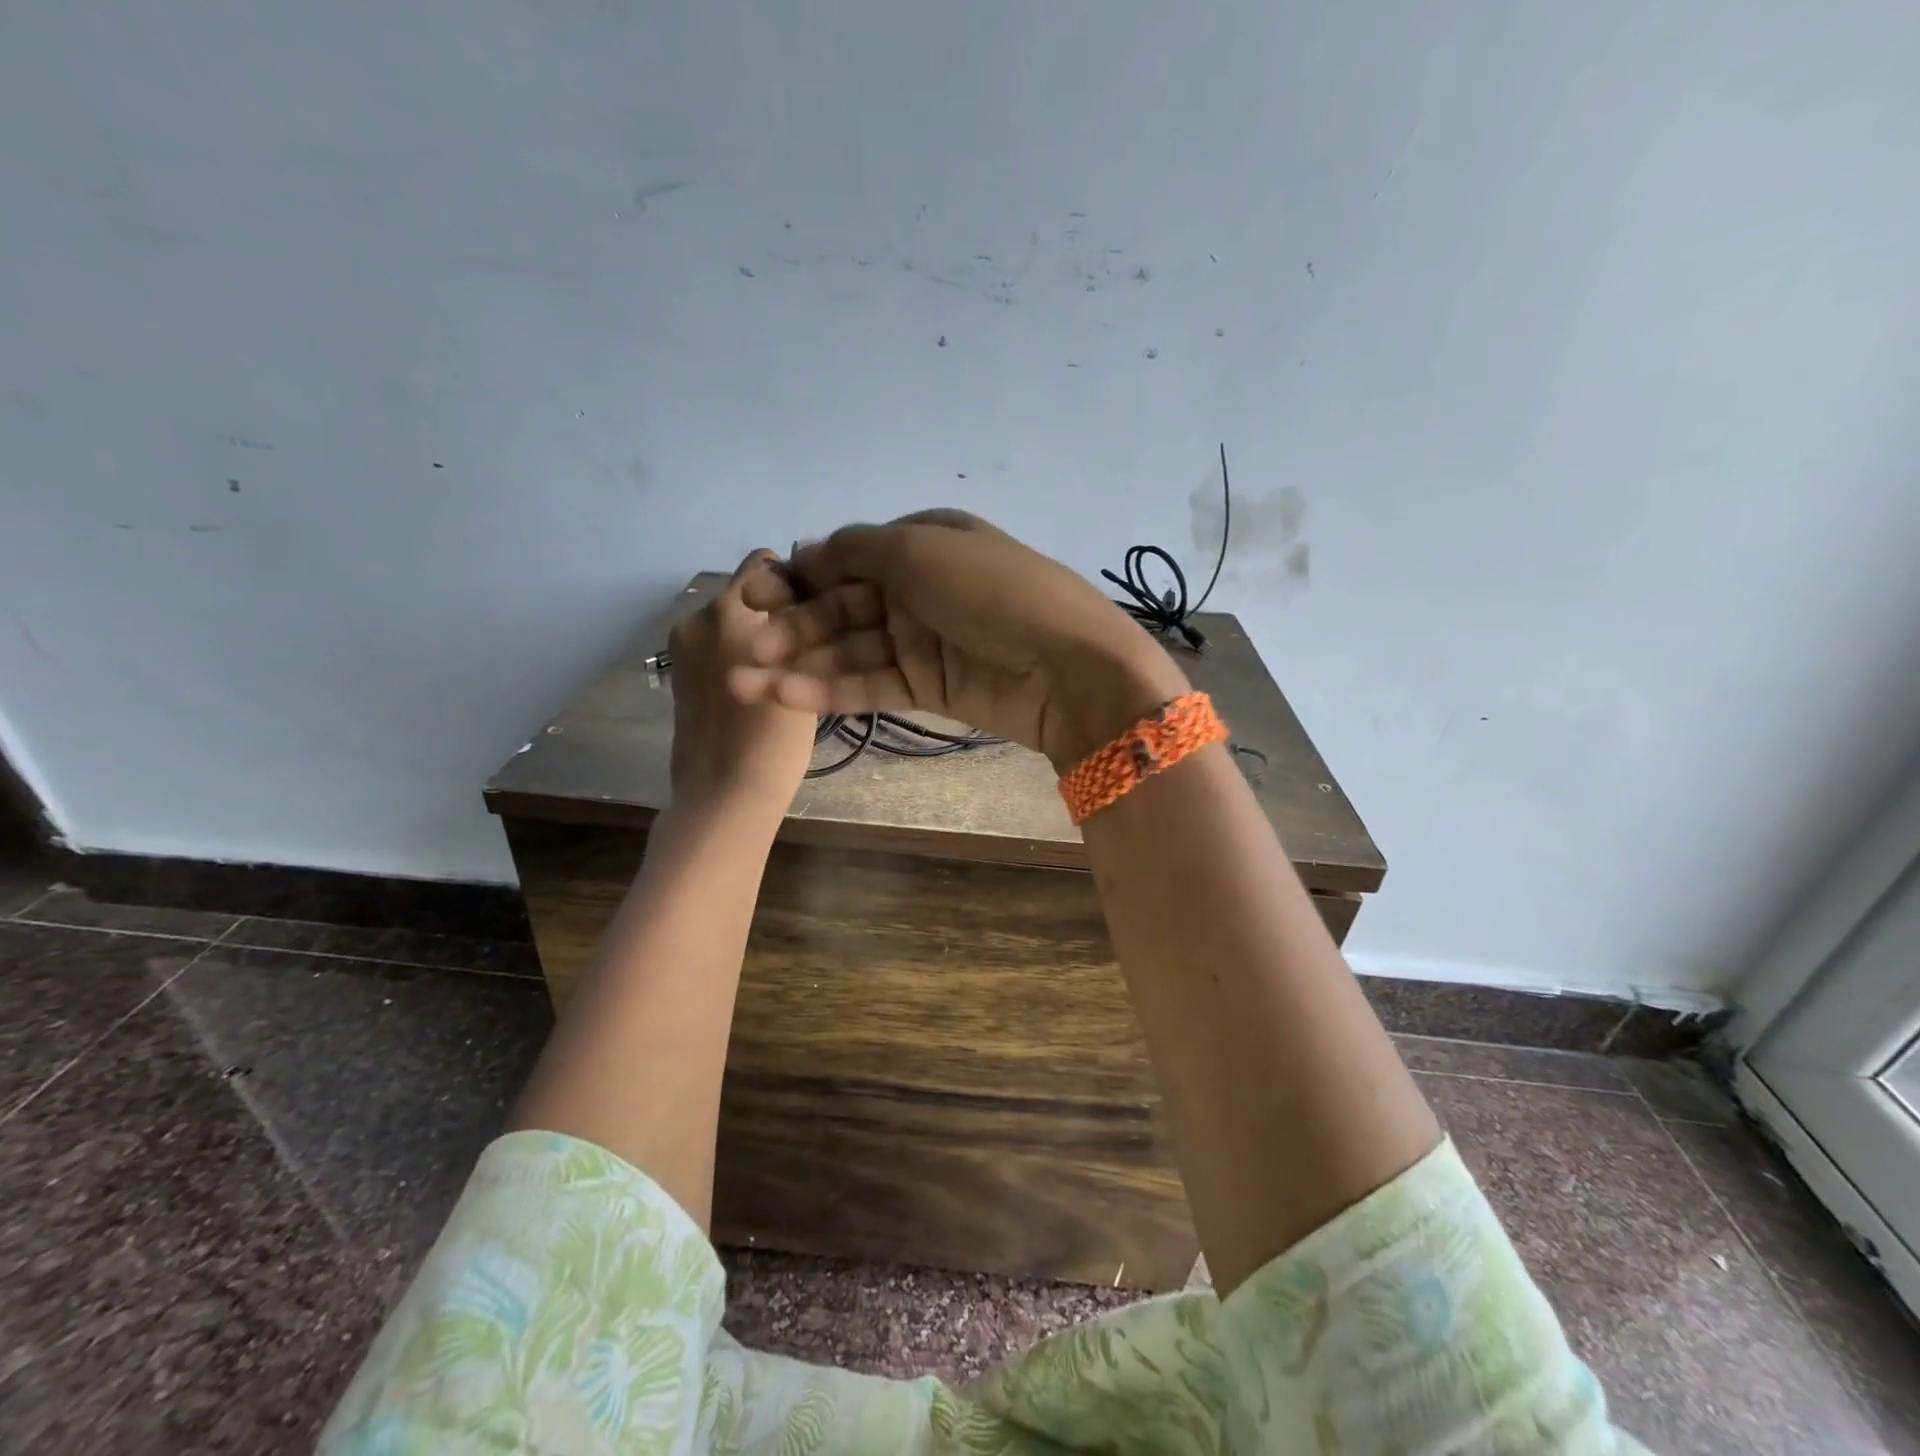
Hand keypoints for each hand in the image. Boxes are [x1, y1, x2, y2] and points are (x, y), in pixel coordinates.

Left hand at [668, 551, 817, 815]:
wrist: (722, 792)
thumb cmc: (775, 737)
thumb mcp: (805, 674)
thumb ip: (801, 629)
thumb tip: (802, 604)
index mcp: (732, 609)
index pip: (763, 564)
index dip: (790, 582)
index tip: (810, 613)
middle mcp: (700, 616)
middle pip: (744, 593)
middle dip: (769, 610)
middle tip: (797, 648)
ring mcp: (682, 646)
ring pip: (727, 621)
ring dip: (750, 634)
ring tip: (776, 673)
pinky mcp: (676, 672)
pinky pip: (712, 646)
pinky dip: (732, 655)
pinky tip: (751, 689)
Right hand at [730, 511, 1190, 770]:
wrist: (1066, 666)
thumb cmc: (992, 591)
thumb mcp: (921, 548)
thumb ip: (856, 549)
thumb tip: (809, 551)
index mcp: (922, 542)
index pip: (846, 558)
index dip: (799, 578)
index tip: (755, 597)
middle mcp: (919, 589)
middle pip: (841, 607)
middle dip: (792, 628)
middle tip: (745, 650)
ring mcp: (924, 640)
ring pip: (849, 651)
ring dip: (799, 665)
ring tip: (745, 686)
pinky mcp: (929, 687)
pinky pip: (872, 685)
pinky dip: (831, 690)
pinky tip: (787, 697)